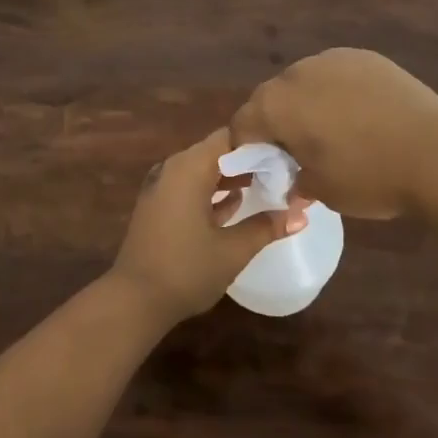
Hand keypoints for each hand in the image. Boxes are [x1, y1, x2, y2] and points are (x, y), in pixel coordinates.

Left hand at [109, 127, 306, 323]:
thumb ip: (267, 227)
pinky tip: (236, 204)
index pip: (230, 136)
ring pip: (203, 170)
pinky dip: (212, 191)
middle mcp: (173, 168)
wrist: (135, 300)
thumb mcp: (233, 250)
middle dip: (249, 161)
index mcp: (189, 167)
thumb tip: (302, 214)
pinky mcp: (158, 205)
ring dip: (232, 177)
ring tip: (267, 186)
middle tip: (284, 172)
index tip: (288, 156)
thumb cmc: (186, 269)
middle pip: (217, 151)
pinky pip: (190, 187)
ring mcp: (162, 187)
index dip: (260, 143)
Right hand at [230, 48, 437, 217]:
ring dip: (307, 104)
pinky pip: (336, 74)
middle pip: (271, 98)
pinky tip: (360, 115)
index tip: (263, 169)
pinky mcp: (364, 56)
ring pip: (304, 83)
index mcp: (276, 105)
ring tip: (333, 132)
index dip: (246, 148)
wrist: (437, 152)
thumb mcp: (321, 192)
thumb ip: (294, 181)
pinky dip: (337, 92)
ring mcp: (332, 59)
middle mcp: (296, 73)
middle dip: (276, 123)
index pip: (242, 124)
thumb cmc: (369, 176)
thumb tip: (292, 180)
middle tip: (297, 153)